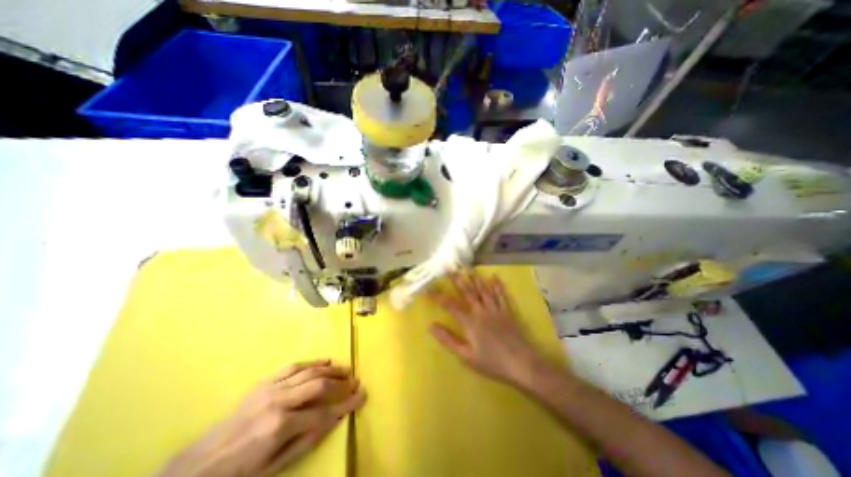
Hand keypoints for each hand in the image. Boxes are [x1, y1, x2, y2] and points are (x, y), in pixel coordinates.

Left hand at [159, 361, 366, 476]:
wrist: (198, 466)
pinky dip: (313, 362)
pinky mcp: (265, 382)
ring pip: (310, 372)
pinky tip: (325, 361)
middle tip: (355, 381)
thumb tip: (335, 419)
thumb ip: (308, 440)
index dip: (346, 405)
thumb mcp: (276, 466)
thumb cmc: (241, 472)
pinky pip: (294, 366)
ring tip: (346, 369)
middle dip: (341, 383)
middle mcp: (279, 401)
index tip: (362, 396)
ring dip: (331, 370)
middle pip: (319, 386)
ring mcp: (271, 388)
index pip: (324, 413)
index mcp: (280, 426)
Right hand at [429, 272, 548, 387]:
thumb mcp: (466, 356)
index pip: (450, 305)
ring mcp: (495, 310)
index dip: (438, 296)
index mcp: (470, 322)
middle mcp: (481, 311)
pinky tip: (494, 277)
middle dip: (457, 279)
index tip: (429, 288)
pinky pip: (501, 295)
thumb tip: (431, 326)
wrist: (522, 364)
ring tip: (469, 268)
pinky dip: (497, 286)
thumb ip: (448, 340)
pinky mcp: (507, 312)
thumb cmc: (492, 362)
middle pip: (467, 292)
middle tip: (449, 268)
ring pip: (483, 290)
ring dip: (475, 279)